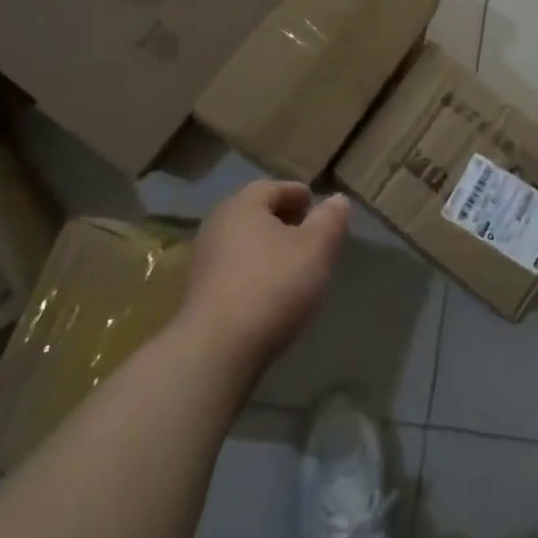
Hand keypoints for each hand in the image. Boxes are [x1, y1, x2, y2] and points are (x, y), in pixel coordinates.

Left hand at [179, 181, 350, 373]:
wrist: (217, 350)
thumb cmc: (273, 285)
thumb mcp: (316, 248)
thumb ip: (330, 219)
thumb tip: (337, 200)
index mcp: (242, 204)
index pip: (273, 187)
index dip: (299, 195)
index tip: (318, 209)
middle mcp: (217, 225)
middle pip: (256, 214)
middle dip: (284, 221)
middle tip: (311, 237)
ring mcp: (203, 261)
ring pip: (245, 243)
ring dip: (269, 249)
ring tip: (295, 267)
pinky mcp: (199, 294)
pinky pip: (235, 271)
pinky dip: (255, 272)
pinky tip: (272, 293)